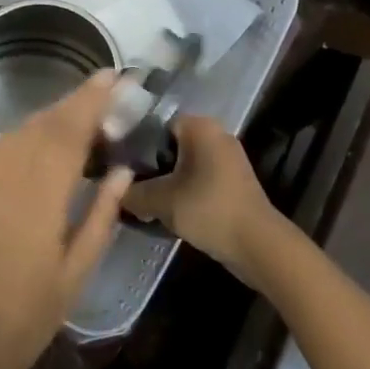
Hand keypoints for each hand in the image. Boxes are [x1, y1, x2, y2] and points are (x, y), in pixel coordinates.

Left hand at [0, 71, 131, 368]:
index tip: (114, 77)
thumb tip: (123, 170)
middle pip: (43, 124)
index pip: (69, 131)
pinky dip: (22, 137)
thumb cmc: (28, 317)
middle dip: (75, 103)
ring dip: (49, 119)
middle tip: (104, 91)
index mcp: (38, 195)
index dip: (92, 100)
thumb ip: (102, 214)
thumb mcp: (77, 272)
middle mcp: (3, 175)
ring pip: (18, 132)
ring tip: (77, 118)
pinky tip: (37, 145)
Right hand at [123, 114, 276, 282]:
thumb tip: (112, 191)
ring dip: (164, 181)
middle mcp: (216, 134)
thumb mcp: (160, 200)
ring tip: (141, 200)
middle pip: (169, 145)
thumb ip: (132, 192)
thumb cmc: (208, 209)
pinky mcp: (232, 182)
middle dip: (148, 165)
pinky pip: (198, 178)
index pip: (156, 124)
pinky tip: (165, 210)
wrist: (257, 244)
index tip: (117, 165)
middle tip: (126, 185)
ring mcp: (227, 159)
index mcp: (200, 126)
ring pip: (183, 164)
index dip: (134, 143)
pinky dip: (182, 191)